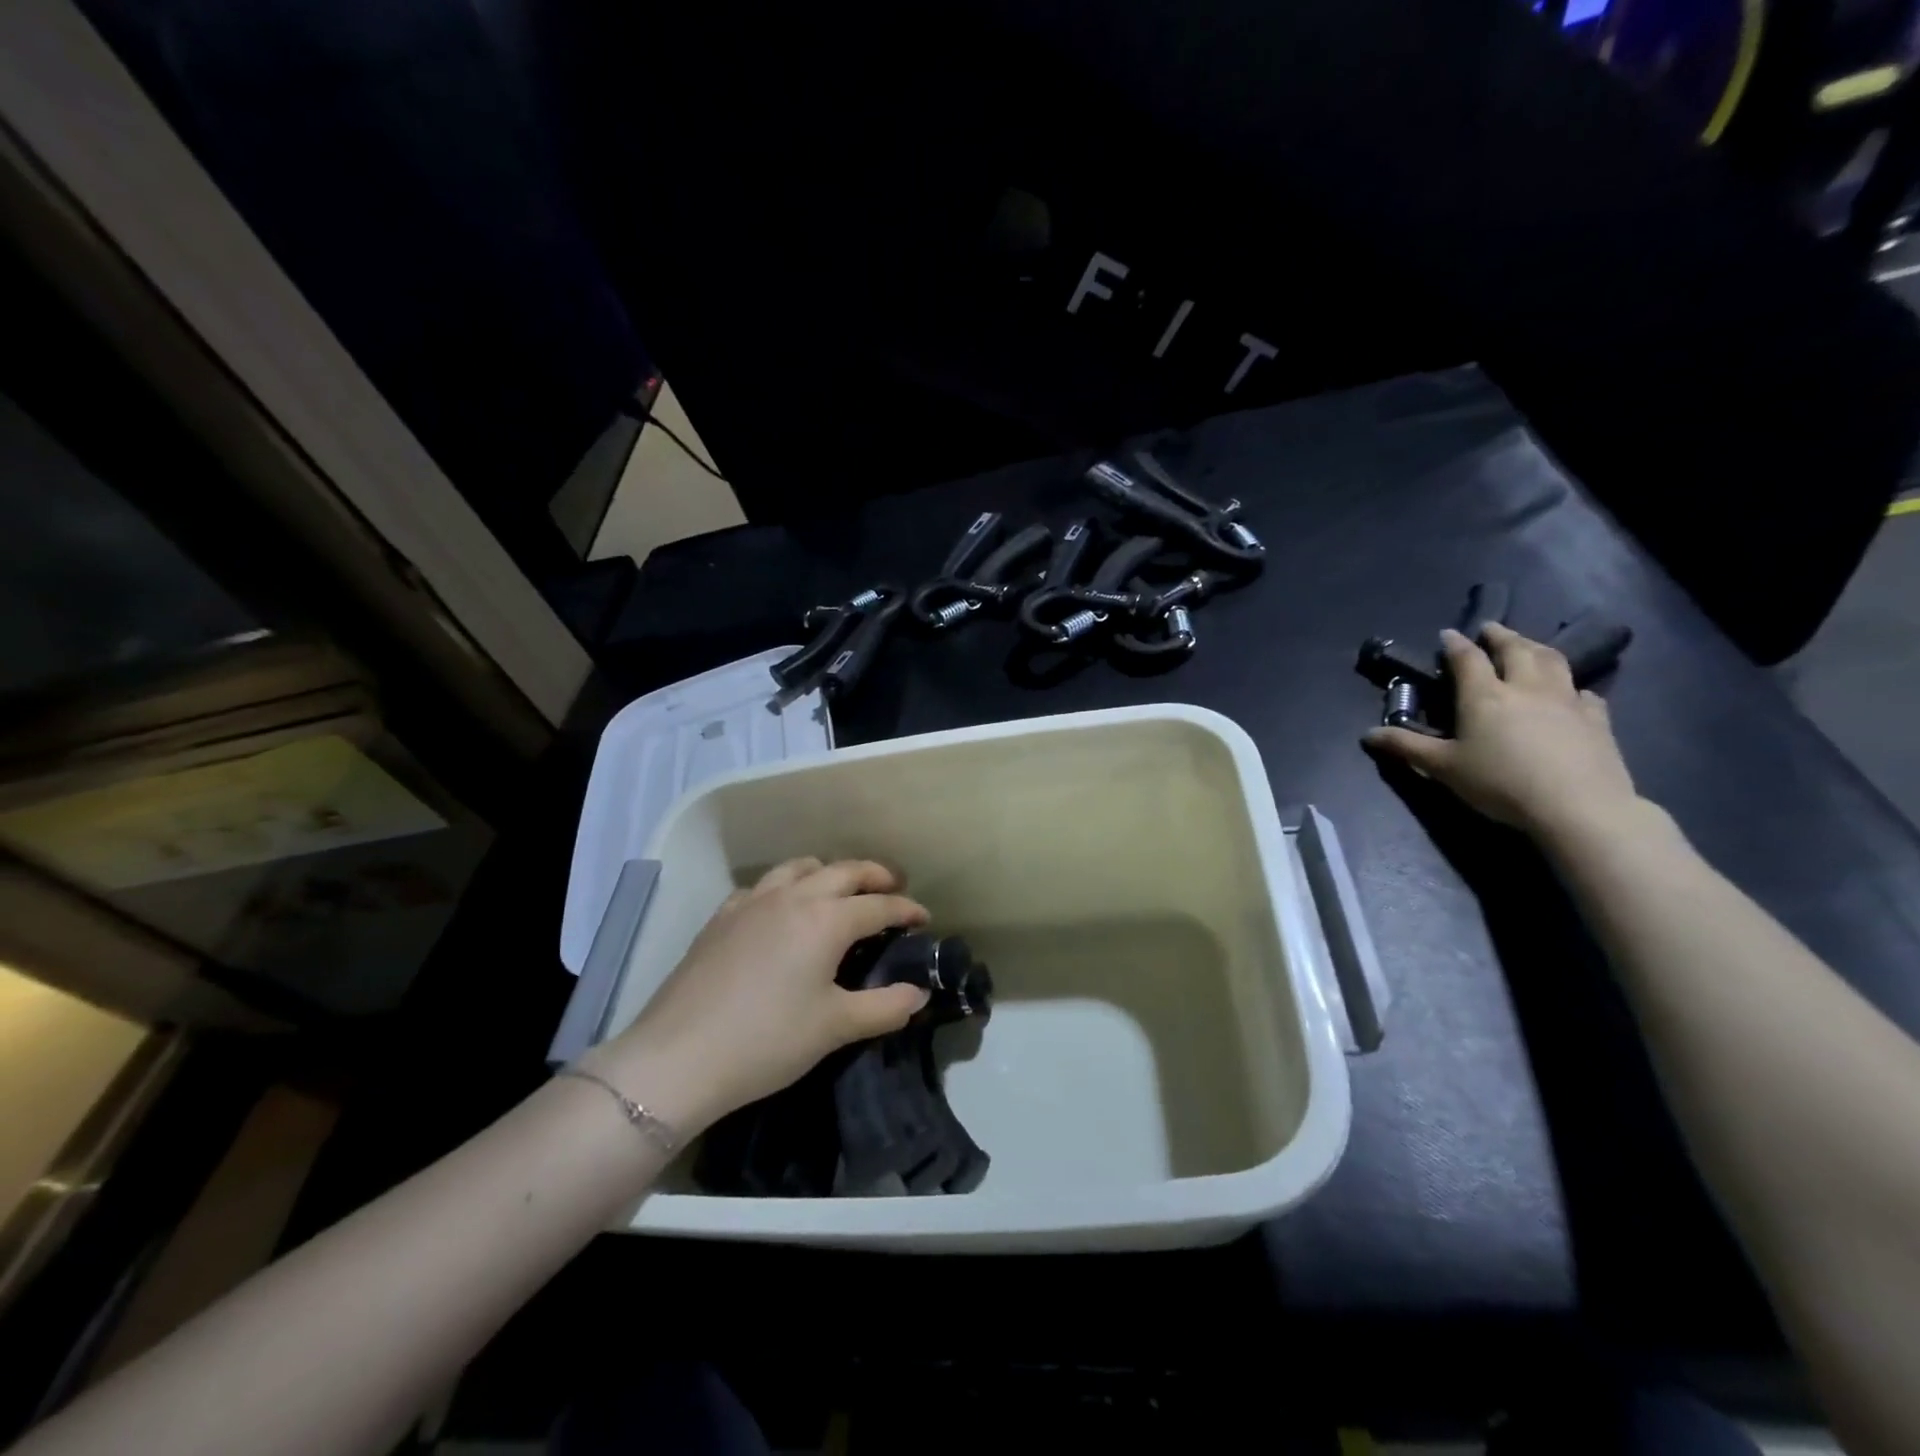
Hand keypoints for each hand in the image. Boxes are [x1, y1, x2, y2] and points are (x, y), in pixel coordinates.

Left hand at [586, 859, 930, 1135]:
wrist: (678, 1057)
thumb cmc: (767, 1041)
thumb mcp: (835, 1027)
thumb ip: (884, 1007)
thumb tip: (918, 995)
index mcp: (826, 920)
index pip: (878, 905)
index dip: (906, 909)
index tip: (924, 918)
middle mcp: (792, 897)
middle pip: (843, 871)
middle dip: (874, 875)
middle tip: (893, 887)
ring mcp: (752, 902)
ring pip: (798, 867)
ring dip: (827, 872)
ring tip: (839, 889)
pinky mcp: (721, 917)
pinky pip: (762, 886)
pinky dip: (784, 887)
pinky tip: (780, 910)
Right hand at [1364, 624, 1639, 838]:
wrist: (1577, 807)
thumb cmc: (1500, 783)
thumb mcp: (1443, 768)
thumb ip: (1406, 747)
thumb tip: (1367, 734)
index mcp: (1485, 696)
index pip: (1467, 658)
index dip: (1455, 643)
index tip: (1448, 634)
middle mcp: (1526, 688)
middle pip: (1515, 650)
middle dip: (1500, 636)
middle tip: (1491, 629)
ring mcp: (1566, 701)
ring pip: (1553, 661)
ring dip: (1537, 648)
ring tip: (1528, 646)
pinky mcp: (1596, 720)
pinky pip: (1585, 693)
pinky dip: (1573, 686)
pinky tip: (1572, 693)